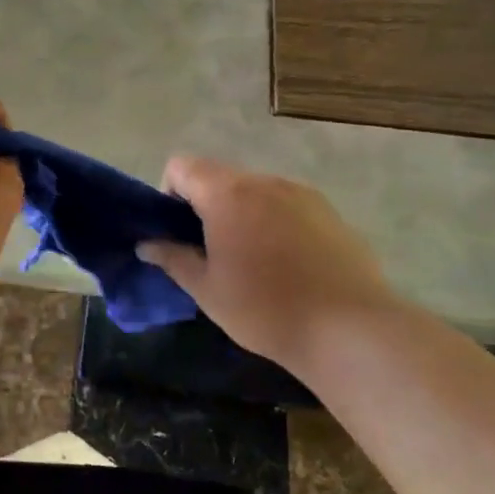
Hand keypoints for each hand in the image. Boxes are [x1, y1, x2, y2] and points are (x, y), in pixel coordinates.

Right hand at [137, 156, 397, 372]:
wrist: (348, 327)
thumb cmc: (264, 309)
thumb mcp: (207, 289)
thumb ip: (173, 259)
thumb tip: (146, 244)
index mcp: (228, 194)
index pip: (182, 166)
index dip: (169, 193)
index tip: (177, 232)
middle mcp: (265, 182)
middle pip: (220, 177)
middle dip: (206, 206)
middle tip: (210, 253)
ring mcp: (302, 193)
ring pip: (256, 191)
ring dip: (242, 214)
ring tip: (252, 261)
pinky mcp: (329, 211)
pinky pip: (287, 205)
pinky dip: (274, 223)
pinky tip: (287, 265)